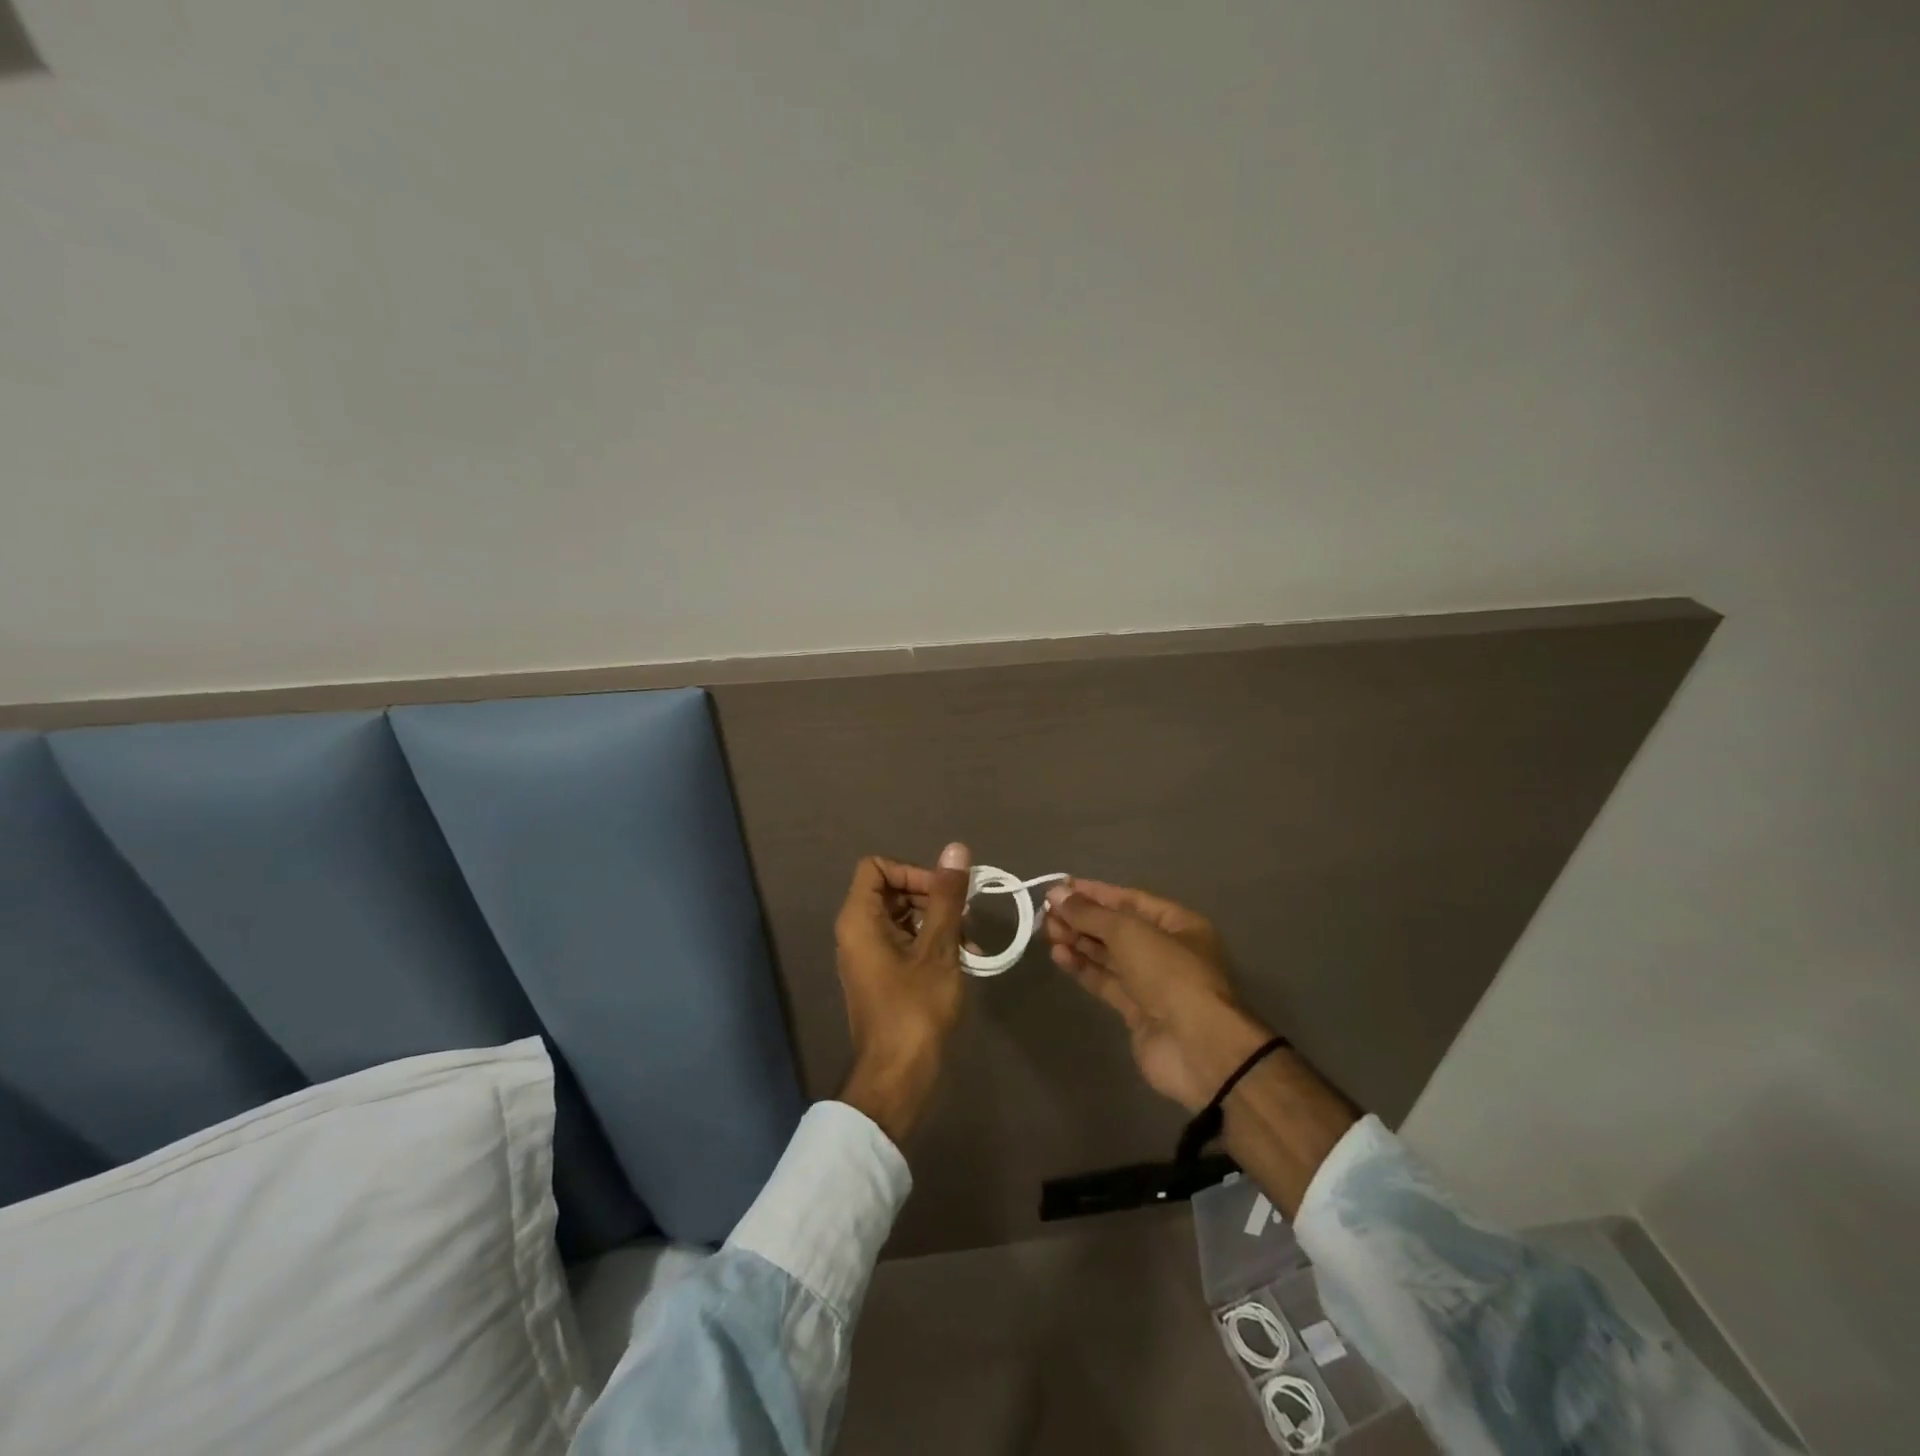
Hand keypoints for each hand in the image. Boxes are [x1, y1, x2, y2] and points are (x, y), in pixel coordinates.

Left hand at [834, 842, 971, 1145]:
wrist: (898, 1077)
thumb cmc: (916, 1008)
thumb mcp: (938, 947)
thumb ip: (947, 897)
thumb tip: (956, 850)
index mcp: (859, 919)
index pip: (877, 867)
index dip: (912, 871)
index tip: (944, 892)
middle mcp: (856, 931)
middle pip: (892, 890)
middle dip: (933, 898)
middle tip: (967, 918)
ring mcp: (868, 955)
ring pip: (904, 917)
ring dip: (939, 923)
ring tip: (972, 944)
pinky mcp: (882, 975)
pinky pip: (905, 942)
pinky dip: (932, 944)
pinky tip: (966, 960)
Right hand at [1044, 878, 1271, 1111]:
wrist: (1196, 1048)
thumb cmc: (1169, 974)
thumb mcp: (1129, 932)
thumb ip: (1090, 913)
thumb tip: (1056, 894)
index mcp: (1178, 924)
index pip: (1130, 899)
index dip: (1094, 893)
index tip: (1059, 888)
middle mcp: (1167, 950)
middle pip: (1117, 928)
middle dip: (1083, 918)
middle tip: (1046, 912)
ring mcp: (1152, 983)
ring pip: (1109, 955)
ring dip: (1079, 941)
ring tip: (1047, 931)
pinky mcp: (1137, 1011)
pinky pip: (1106, 981)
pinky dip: (1083, 967)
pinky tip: (1059, 956)